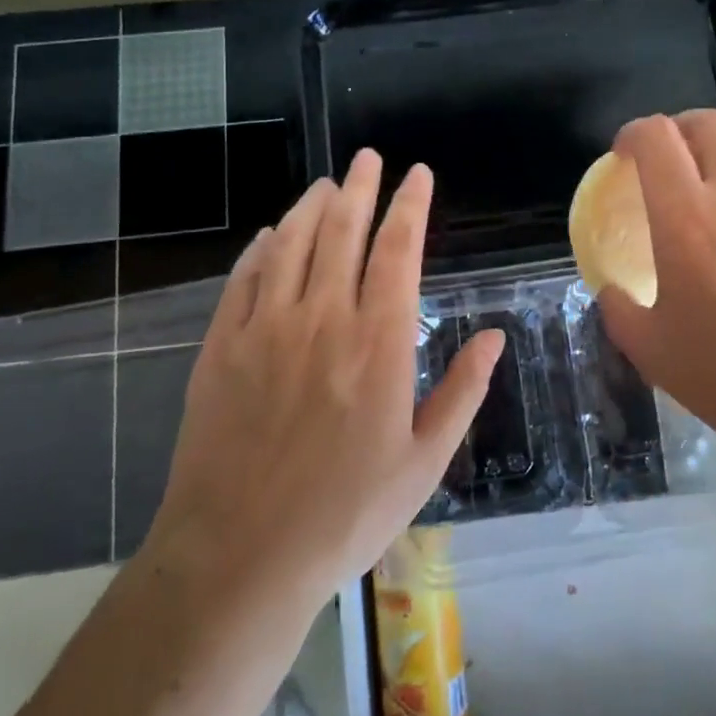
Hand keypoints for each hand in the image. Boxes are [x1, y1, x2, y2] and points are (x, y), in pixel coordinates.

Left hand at [143, 151, 503, 611]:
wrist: (238, 557)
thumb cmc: (344, 514)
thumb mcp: (424, 463)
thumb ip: (462, 391)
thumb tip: (494, 336)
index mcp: (377, 343)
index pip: (397, 251)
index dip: (410, 206)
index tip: (418, 175)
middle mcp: (322, 319)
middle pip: (342, 231)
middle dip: (360, 188)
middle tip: (368, 158)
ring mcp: (265, 329)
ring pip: (292, 244)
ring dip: (312, 207)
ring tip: (327, 184)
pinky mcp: (221, 347)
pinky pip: (244, 279)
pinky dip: (262, 248)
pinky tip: (272, 234)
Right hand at [596, 111, 715, 475]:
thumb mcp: (650, 350)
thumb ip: (619, 309)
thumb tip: (611, 290)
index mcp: (686, 218)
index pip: (656, 137)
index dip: (632, 134)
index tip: (623, 156)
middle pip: (708, 123)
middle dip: (678, 128)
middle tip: (667, 158)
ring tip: (714, 171)